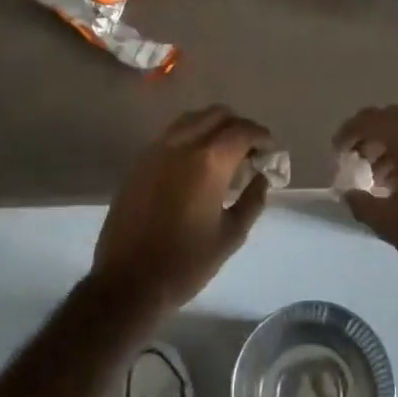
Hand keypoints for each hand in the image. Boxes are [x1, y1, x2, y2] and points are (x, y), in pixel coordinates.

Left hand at [90, 106, 272, 318]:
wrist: (127, 282)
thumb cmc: (185, 263)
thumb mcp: (231, 236)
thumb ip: (253, 201)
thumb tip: (262, 178)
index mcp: (209, 161)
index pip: (242, 131)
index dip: (261, 136)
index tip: (270, 150)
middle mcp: (182, 145)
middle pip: (217, 115)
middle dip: (239, 126)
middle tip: (249, 150)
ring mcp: (156, 150)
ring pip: (191, 119)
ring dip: (213, 126)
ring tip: (223, 152)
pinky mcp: (139, 162)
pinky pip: (171, 134)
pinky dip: (190, 136)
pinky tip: (195, 162)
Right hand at [335, 106, 397, 292]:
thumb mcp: (389, 223)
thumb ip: (360, 201)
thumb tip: (348, 191)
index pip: (369, 120)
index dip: (347, 134)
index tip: (337, 152)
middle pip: (391, 118)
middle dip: (370, 137)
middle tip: (356, 161)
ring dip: (393, 142)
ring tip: (380, 174)